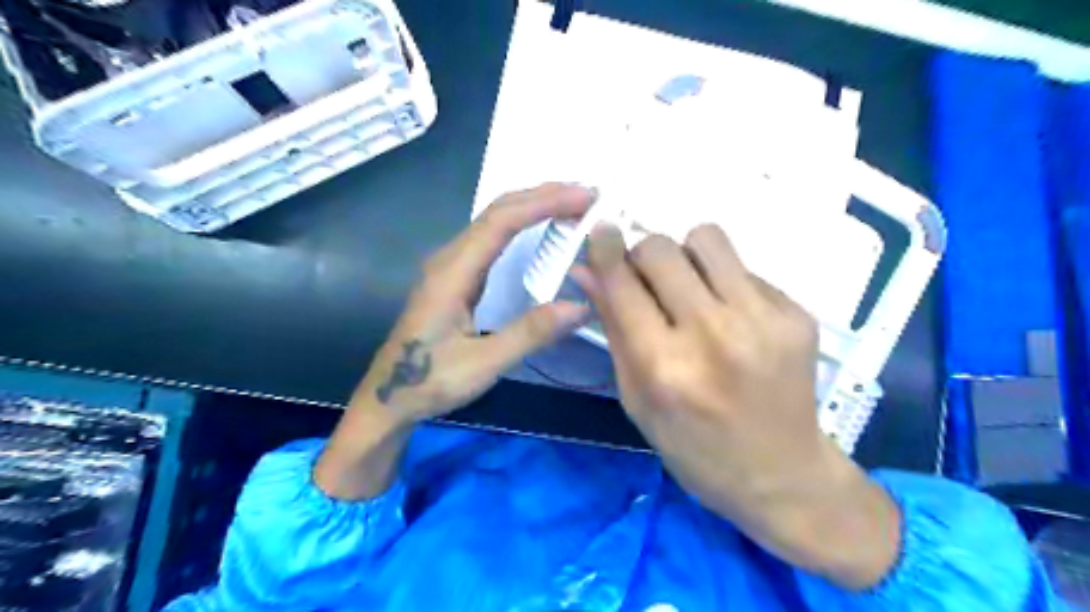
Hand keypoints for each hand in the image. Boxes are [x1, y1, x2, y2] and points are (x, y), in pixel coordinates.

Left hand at [359, 180, 593, 419]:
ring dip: (532, 205)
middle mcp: (449, 258)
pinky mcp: (455, 276)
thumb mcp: (483, 363)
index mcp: (453, 272)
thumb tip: (580, 306)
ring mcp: (450, 265)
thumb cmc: (430, 381)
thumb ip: (530, 334)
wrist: (389, 397)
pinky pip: (491, 237)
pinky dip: (521, 223)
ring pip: (493, 220)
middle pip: (497, 211)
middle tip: (587, 193)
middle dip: (543, 195)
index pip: (502, 222)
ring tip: (571, 203)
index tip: (583, 197)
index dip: (544, 203)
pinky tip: (538, 227)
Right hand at [573, 222, 898, 586]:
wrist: (781, 475)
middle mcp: (713, 335)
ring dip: (687, 256)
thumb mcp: (637, 399)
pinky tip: (732, 319)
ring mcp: (762, 321)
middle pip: (661, 248)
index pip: (623, 283)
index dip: (605, 249)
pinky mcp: (796, 315)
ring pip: (707, 239)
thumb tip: (587, 272)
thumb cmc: (694, 448)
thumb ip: (613, 330)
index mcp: (664, 367)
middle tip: (648, 281)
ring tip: (692, 289)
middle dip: (643, 256)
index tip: (601, 231)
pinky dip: (725, 284)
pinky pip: (743, 269)